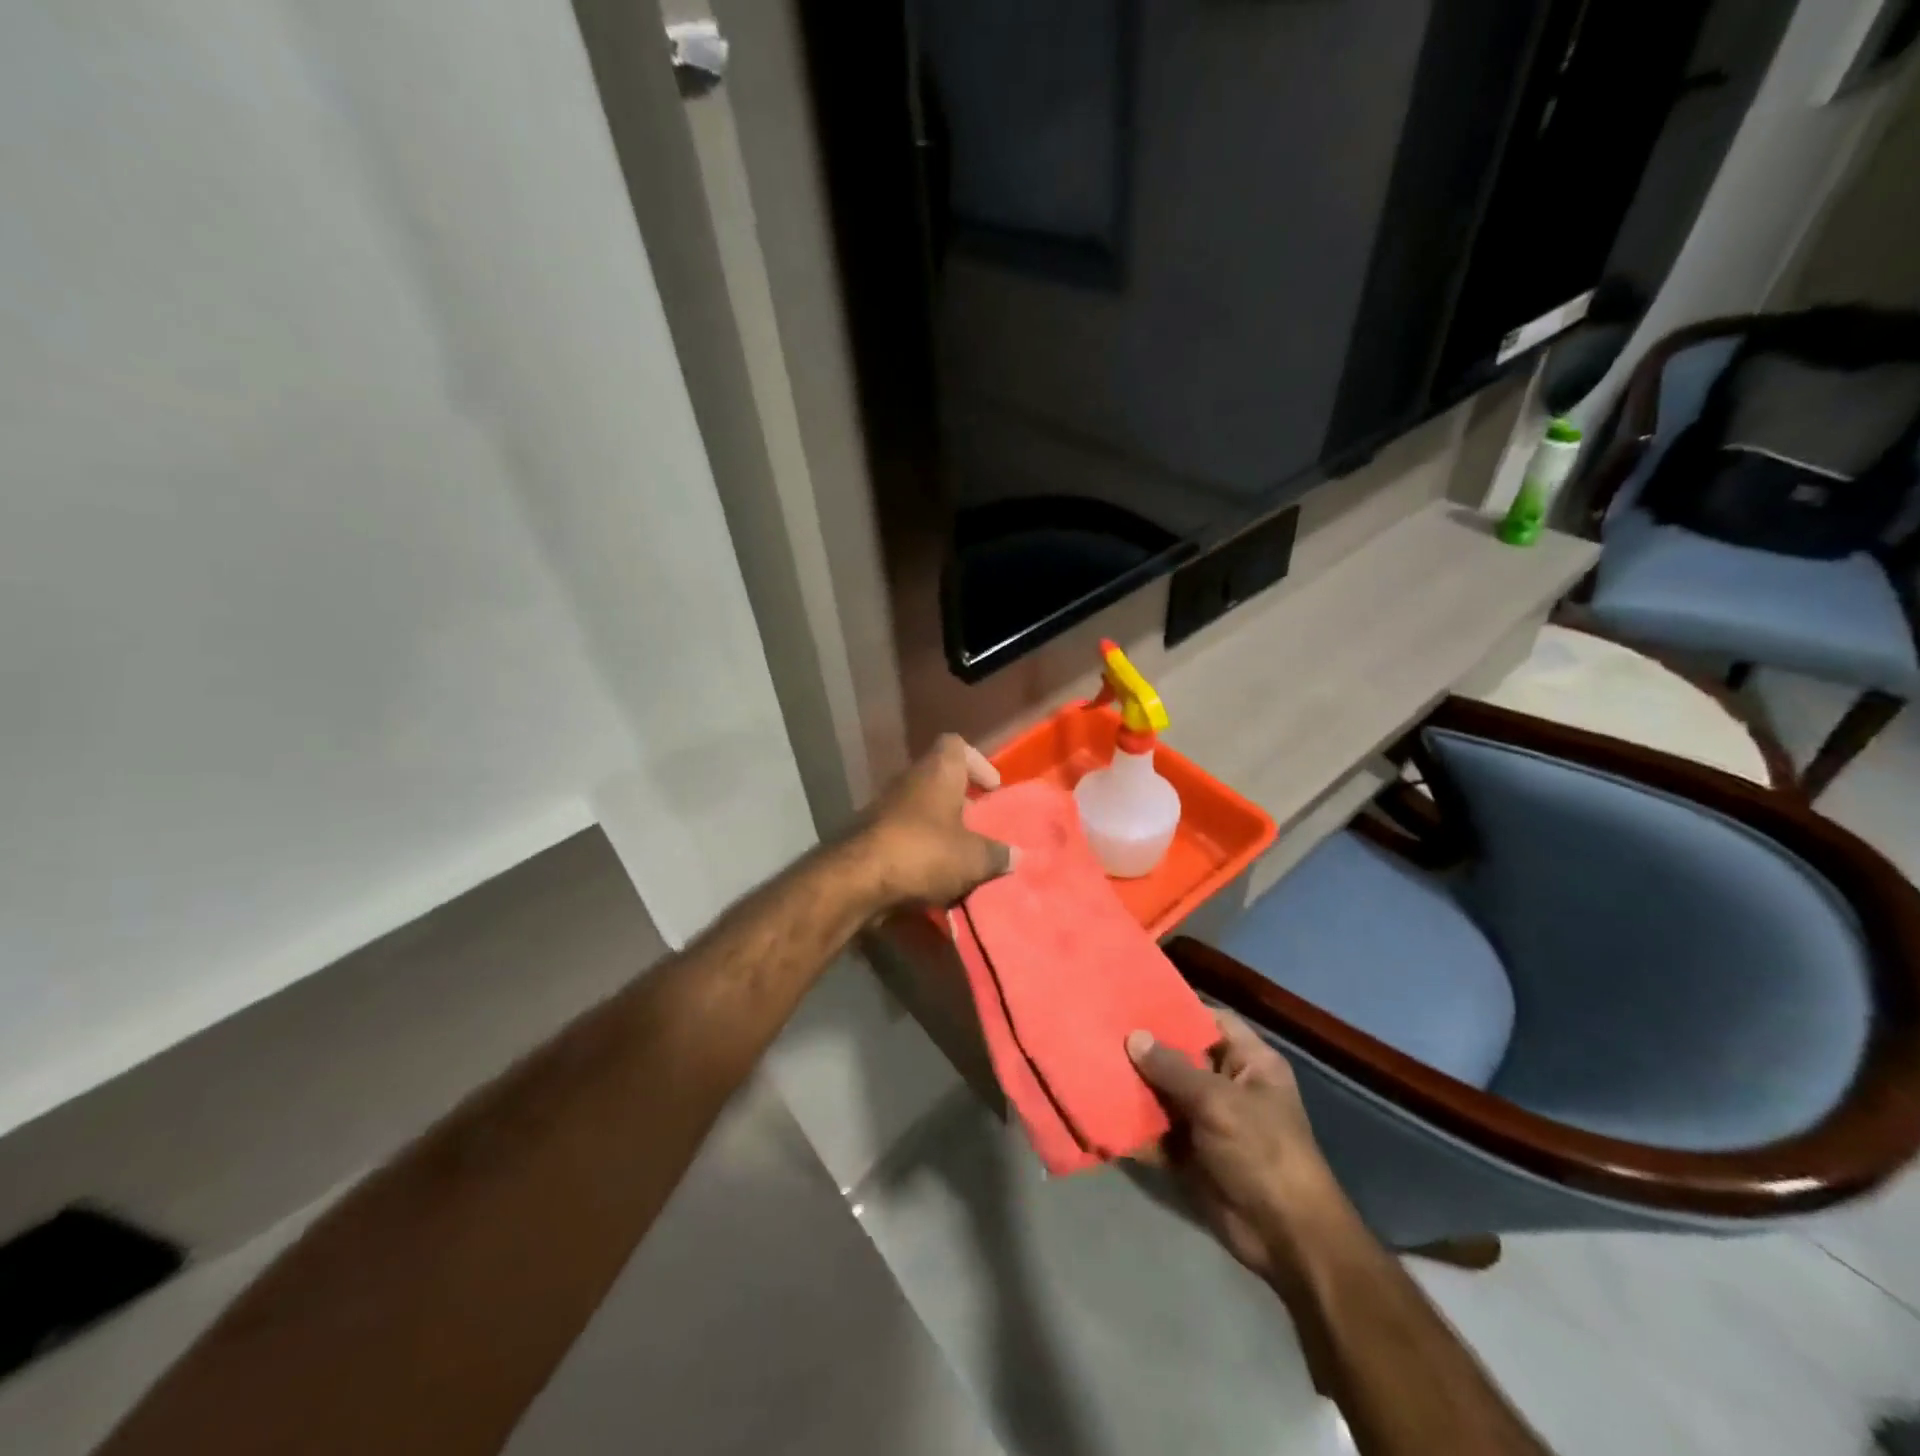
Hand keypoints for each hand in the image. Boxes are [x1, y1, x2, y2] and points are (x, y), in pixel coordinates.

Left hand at [850, 735, 1012, 910]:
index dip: (977, 762)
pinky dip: (919, 848)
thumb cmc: (924, 852)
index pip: (956, 745)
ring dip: (939, 827)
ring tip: (960, 856)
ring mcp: (884, 806)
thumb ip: (998, 855)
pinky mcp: (869, 834)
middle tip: (979, 827)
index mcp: (938, 772)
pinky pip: (903, 834)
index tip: (992, 788)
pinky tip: (932, 876)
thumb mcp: (973, 858)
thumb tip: (1016, 855)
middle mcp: (909, 780)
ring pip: (920, 809)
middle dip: (960, 802)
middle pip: (939, 779)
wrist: (857, 879)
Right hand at [1127, 1011, 1349, 1283]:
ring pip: (1165, 1094)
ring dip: (1134, 1087)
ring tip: (1093, 1063)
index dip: (1179, 1009)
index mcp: (1251, 1063)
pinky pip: (1157, 1131)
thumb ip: (1173, 1069)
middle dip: (1146, 1049)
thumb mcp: (1218, 1102)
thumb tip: (1134, 1036)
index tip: (1136, 1000)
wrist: (1285, 1237)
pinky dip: (1134, 1126)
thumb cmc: (1262, 1152)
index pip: (1212, 1021)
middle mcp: (1229, 1086)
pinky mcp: (1191, 1154)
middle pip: (1182, 1057)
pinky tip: (1100, 1110)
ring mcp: (1209, 1121)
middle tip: (1102, 1029)